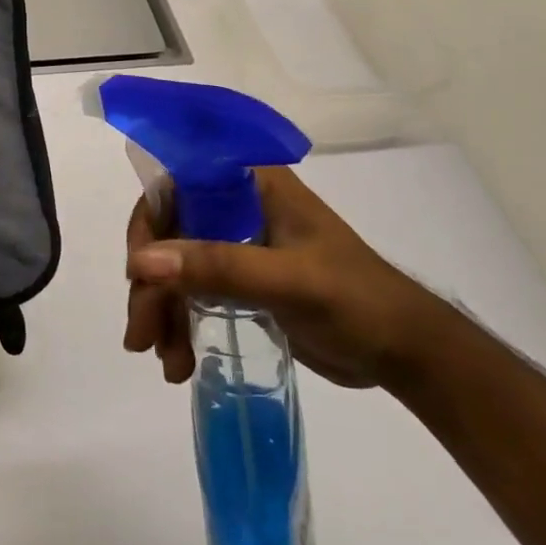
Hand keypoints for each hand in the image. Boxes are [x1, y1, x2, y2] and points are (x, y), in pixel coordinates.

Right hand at [123, 165, 444, 389]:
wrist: (407, 354)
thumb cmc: (358, 301)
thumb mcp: (289, 281)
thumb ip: (217, 267)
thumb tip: (140, 264)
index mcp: (248, 182)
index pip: (174, 184)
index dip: (147, 223)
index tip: (138, 271)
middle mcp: (234, 204)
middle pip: (166, 231)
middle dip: (150, 285)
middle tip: (141, 336)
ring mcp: (234, 242)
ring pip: (171, 266)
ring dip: (160, 311)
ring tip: (165, 362)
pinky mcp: (237, 278)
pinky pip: (188, 292)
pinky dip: (177, 324)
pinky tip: (179, 361)